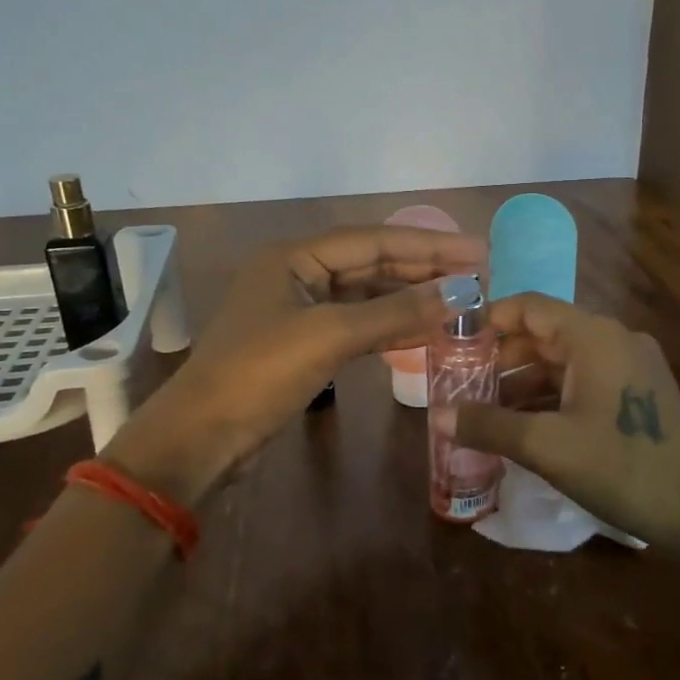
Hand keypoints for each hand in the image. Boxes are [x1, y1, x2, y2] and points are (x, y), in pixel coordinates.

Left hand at [106, 225, 485, 502]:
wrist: (201, 439)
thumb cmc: (258, 375)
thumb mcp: (330, 336)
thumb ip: (396, 312)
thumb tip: (460, 294)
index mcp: (295, 257)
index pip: (375, 240)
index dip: (430, 245)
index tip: (478, 252)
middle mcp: (299, 275)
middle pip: (373, 263)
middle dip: (425, 269)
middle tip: (479, 276)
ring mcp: (301, 311)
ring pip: (368, 295)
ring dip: (412, 298)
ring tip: (460, 301)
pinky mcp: (305, 344)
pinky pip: (359, 324)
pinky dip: (392, 327)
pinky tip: (424, 332)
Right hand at [441, 293, 679, 550]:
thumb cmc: (621, 467)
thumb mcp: (547, 446)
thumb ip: (489, 425)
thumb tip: (437, 416)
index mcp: (594, 336)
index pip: (530, 307)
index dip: (487, 319)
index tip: (451, 341)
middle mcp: (613, 339)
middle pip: (545, 334)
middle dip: (501, 357)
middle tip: (460, 383)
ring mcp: (630, 366)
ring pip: (564, 361)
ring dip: (524, 381)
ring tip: (483, 409)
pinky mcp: (638, 393)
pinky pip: (583, 381)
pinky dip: (551, 396)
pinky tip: (524, 425)